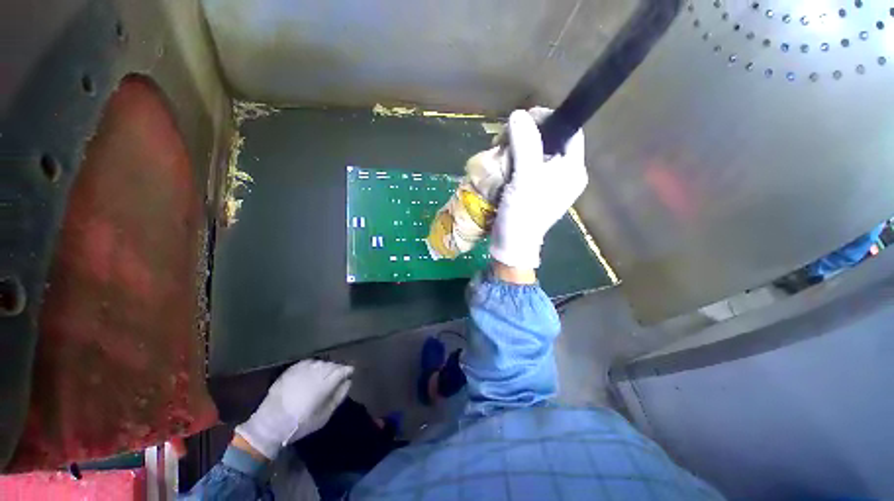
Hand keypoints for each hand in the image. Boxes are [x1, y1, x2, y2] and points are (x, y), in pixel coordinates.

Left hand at [235, 360, 352, 458]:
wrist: (270, 424)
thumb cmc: (301, 423)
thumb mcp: (324, 415)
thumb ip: (338, 396)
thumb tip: (348, 382)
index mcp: (325, 383)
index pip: (342, 369)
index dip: (348, 371)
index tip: (350, 374)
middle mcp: (316, 371)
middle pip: (332, 365)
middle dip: (337, 369)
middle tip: (338, 377)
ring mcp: (303, 369)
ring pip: (321, 363)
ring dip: (325, 367)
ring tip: (324, 376)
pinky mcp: (292, 369)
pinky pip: (308, 362)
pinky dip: (313, 366)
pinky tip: (312, 373)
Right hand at [489, 108, 586, 269]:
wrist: (512, 245)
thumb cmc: (523, 213)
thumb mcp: (526, 178)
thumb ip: (525, 145)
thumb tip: (519, 115)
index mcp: (572, 170)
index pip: (569, 132)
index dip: (549, 119)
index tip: (525, 118)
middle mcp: (564, 174)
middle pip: (550, 141)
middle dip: (528, 134)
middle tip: (507, 135)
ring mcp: (549, 183)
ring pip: (536, 153)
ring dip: (517, 148)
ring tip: (500, 149)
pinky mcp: (534, 190)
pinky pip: (527, 166)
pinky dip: (514, 161)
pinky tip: (502, 162)